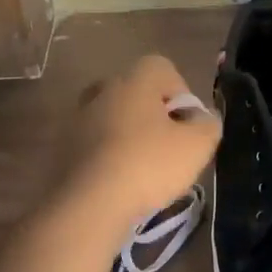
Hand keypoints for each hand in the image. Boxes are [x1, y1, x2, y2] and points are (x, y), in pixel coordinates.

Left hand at [47, 55, 220, 240]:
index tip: (186, 125)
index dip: (181, 94)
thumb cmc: (148, 164)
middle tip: (167, 146)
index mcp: (135, 79)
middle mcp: (104, 88)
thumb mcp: (196, 146)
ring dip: (128, 134)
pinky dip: (108, 154)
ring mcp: (79, 116)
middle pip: (137, 92)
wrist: (89, 202)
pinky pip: (94, 141)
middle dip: (154, 114)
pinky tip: (118, 180)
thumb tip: (204, 117)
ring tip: (142, 168)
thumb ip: (208, 125)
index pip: (164, 69)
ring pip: (113, 117)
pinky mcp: (64, 145)